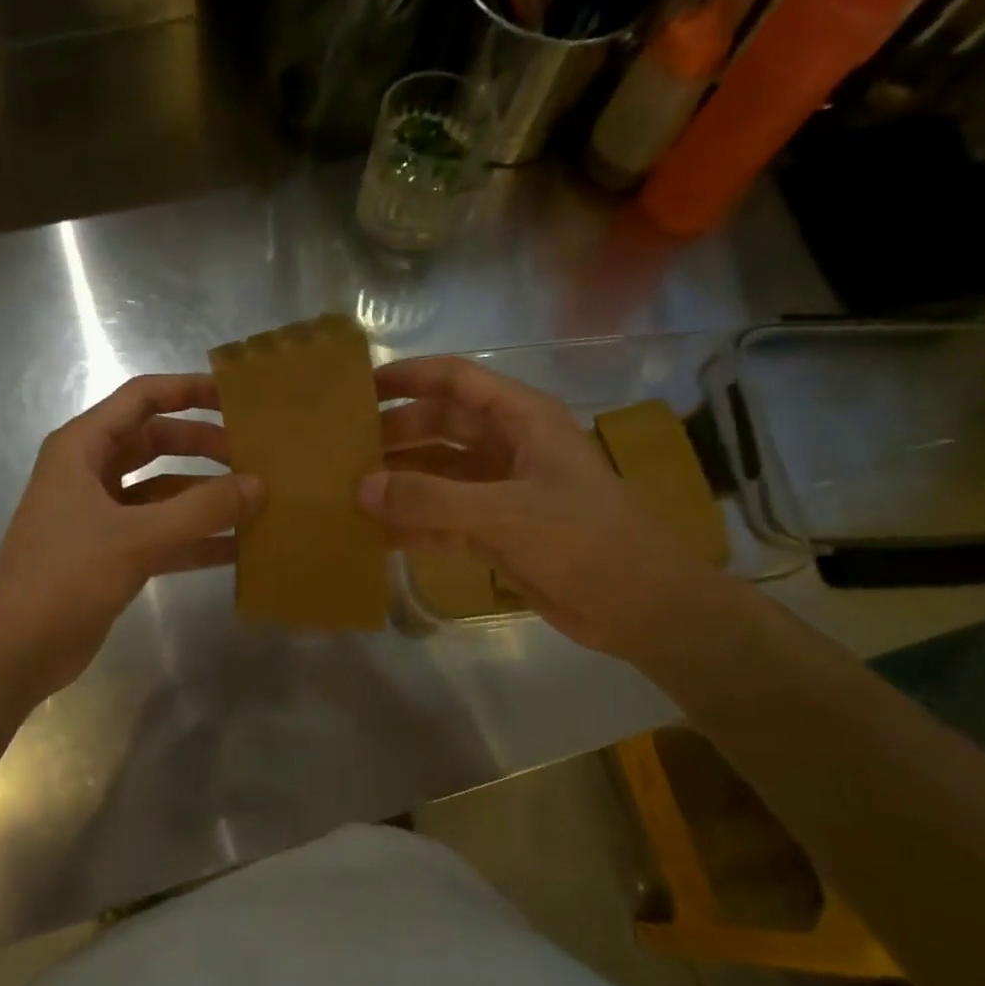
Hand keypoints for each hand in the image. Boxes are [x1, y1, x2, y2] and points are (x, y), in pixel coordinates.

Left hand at [0, 374, 261, 698]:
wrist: (12, 651)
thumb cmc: (65, 577)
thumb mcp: (136, 537)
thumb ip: (201, 510)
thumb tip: (258, 485)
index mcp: (82, 447)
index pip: (142, 398)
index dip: (189, 390)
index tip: (237, 397)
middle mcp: (90, 472)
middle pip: (156, 442)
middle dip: (203, 445)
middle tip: (254, 455)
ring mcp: (100, 515)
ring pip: (162, 490)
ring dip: (203, 494)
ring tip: (256, 500)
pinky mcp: (110, 553)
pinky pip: (161, 533)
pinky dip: (194, 537)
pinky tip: (237, 548)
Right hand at [362, 355, 720, 660]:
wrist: (642, 608)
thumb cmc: (586, 541)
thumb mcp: (506, 514)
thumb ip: (431, 500)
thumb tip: (361, 487)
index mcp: (523, 420)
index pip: (457, 380)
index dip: (410, 377)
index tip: (360, 387)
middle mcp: (508, 447)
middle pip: (440, 427)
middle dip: (394, 434)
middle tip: (342, 449)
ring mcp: (501, 491)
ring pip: (437, 475)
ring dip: (399, 482)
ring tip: (347, 490)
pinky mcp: (496, 532)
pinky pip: (442, 519)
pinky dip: (412, 524)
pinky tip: (374, 534)